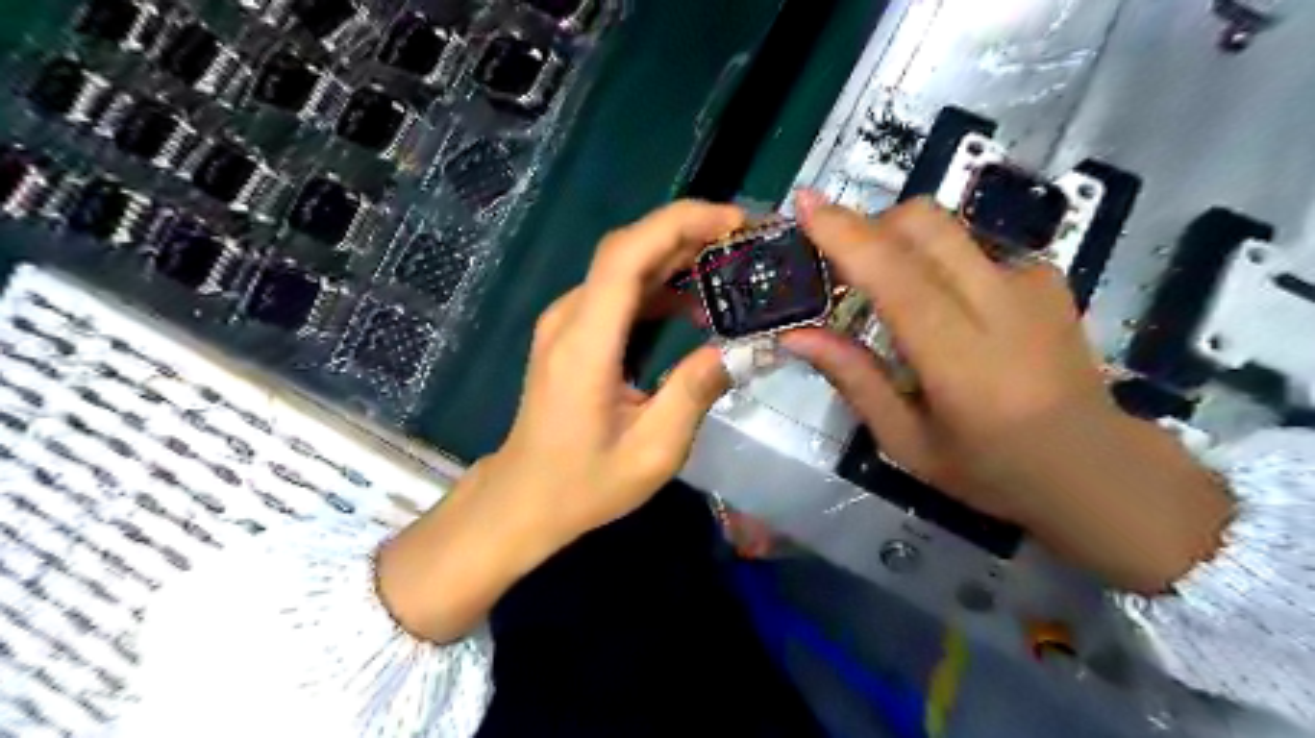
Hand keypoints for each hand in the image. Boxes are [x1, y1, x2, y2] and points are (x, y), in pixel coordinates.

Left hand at [494, 199, 738, 539]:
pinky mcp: (572, 333)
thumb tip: (739, 348)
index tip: (732, 222)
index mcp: (585, 343)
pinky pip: (617, 293)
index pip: (626, 255)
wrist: (525, 497)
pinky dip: (658, 286)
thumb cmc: (584, 482)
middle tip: (745, 241)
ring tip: (730, 267)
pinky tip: (693, 304)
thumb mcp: (653, 451)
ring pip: (623, 267)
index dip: (679, 224)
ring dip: (676, 257)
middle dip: (687, 232)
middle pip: (626, 250)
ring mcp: (566, 323)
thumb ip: (694, 393)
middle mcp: (569, 319)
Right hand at [778, 193, 1232, 593]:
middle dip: (870, 226)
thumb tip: (796, 335)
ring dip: (900, 241)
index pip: (897, 277)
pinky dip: (936, 259)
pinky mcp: (1045, 277)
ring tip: (888, 290)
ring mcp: (1031, 283)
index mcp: (960, 359)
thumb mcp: (905, 441)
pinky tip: (942, 304)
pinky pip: (971, 246)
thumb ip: (853, 379)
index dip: (847, 235)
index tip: (806, 203)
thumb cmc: (988, 467)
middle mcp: (1000, 305)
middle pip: (924, 224)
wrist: (1093, 464)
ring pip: (947, 227)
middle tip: (842, 266)